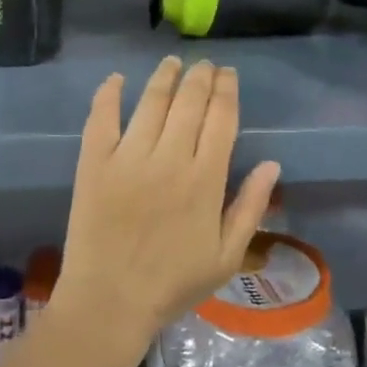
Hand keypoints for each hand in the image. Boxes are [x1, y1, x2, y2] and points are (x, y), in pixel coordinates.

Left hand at [57, 58, 280, 346]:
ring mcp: (129, 158)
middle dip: (201, 76)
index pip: (221, 118)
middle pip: (189, 101)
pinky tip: (116, 79)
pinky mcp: (95, 163)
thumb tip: (271, 164)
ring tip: (172, 63)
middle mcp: (170, 158)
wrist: (109, 303)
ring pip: (151, 101)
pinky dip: (109, 94)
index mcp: (205, 179)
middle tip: (204, 65)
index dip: (226, 90)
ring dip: (165, 76)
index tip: (228, 74)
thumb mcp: (227, 256)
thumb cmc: (173, 284)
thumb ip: (251, 207)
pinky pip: (102, 118)